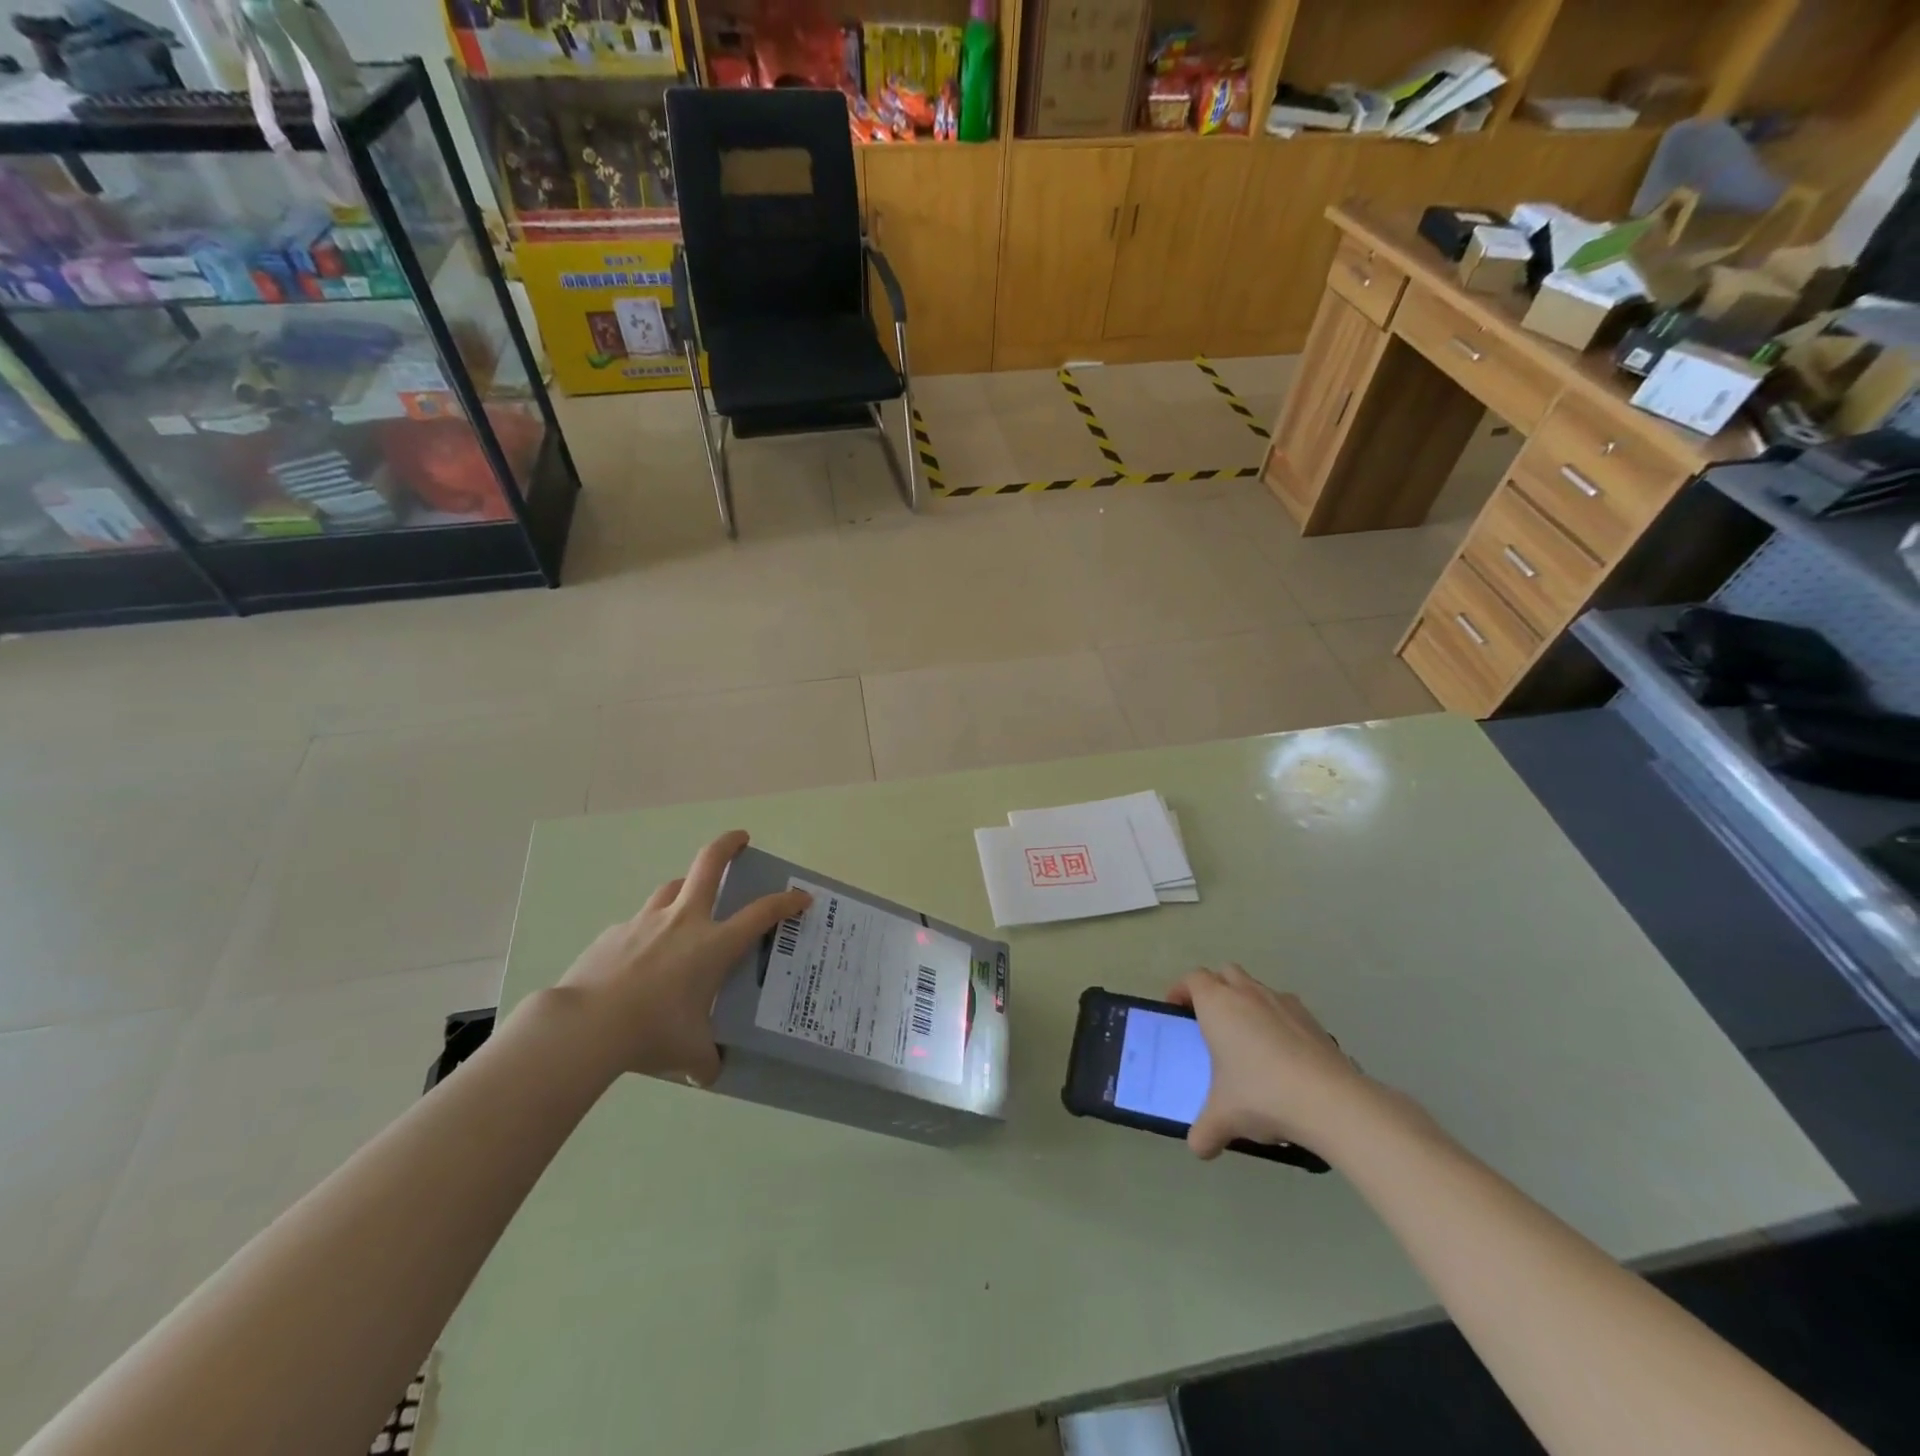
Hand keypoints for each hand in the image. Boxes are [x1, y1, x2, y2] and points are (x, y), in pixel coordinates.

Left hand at [557, 830, 809, 1083]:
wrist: (585, 1026)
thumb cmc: (652, 1032)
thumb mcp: (689, 1053)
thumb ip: (706, 1059)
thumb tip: (710, 1071)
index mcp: (714, 944)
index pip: (762, 913)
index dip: (786, 901)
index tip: (801, 897)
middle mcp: (684, 922)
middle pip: (709, 864)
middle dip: (729, 844)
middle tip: (741, 839)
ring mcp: (646, 922)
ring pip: (671, 888)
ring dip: (686, 887)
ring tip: (689, 901)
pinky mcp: (614, 934)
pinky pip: (638, 924)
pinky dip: (648, 931)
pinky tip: (640, 957)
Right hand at [1168, 964, 1378, 1160]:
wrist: (1330, 1101)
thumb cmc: (1262, 1095)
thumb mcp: (1223, 1118)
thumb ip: (1204, 1131)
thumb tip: (1199, 1148)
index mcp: (1217, 1004)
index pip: (1193, 979)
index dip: (1181, 990)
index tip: (1177, 1010)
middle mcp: (1247, 993)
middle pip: (1225, 973)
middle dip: (1215, 989)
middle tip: (1211, 1021)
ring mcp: (1282, 1002)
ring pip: (1256, 988)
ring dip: (1247, 1003)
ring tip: (1248, 1041)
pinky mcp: (1311, 1019)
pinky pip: (1285, 1008)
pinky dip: (1277, 1021)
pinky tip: (1282, 1057)